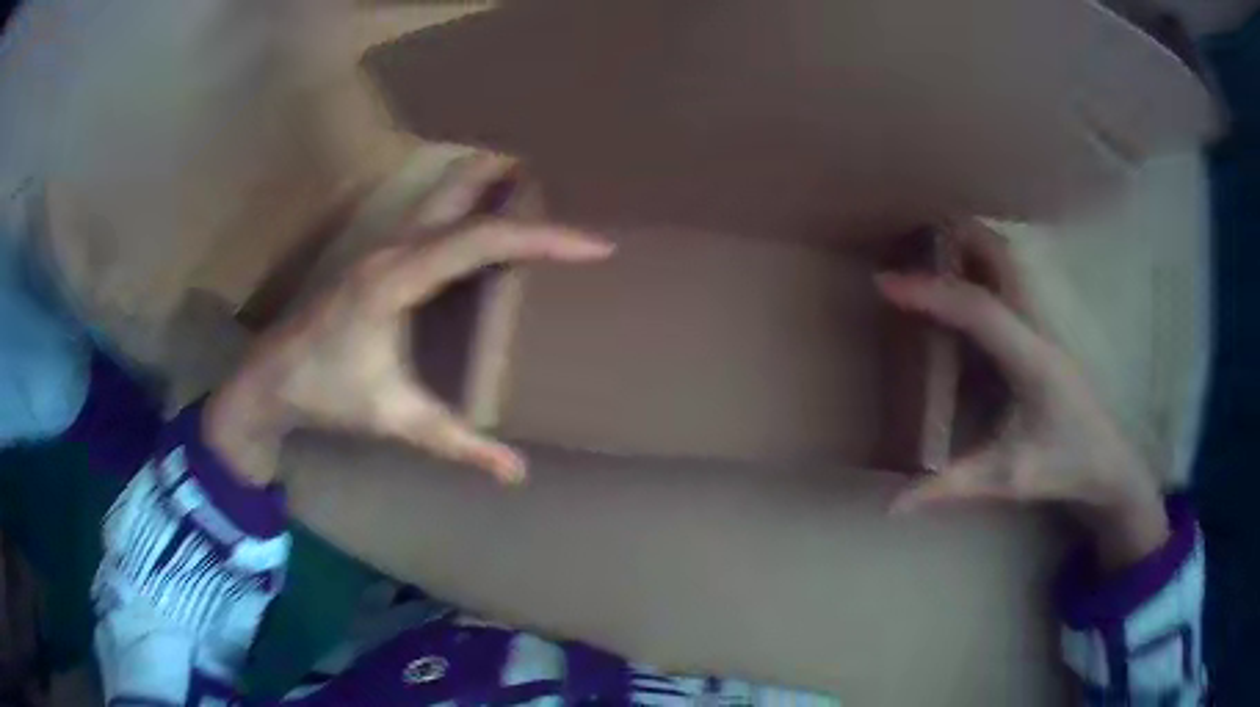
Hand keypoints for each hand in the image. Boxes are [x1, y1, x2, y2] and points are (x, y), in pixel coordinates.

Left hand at [206, 154, 613, 486]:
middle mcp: (392, 248)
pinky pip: (433, 214)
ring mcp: (382, 245)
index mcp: (397, 279)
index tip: (595, 245)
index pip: (481, 241)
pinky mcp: (378, 254)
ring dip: (487, 186)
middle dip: (511, 181)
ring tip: (533, 190)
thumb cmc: (326, 394)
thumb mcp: (394, 418)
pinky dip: (466, 205)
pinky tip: (482, 220)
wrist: (270, 380)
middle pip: (460, 191)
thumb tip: (515, 474)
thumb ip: (456, 443)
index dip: (543, 239)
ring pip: (444, 194)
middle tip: (564, 183)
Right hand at [877, 222, 1167, 569]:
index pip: (979, 309)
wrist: (1109, 462)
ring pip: (1012, 260)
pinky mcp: (1045, 329)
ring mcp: (1047, 323)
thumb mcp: (1008, 479)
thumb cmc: (1064, 466)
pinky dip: (986, 263)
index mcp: (1031, 359)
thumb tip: (891, 506)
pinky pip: (1014, 278)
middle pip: (1004, 257)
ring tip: (932, 247)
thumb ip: (951, 488)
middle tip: (912, 238)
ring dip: (973, 244)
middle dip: (959, 237)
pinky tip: (966, 278)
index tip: (886, 283)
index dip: (931, 292)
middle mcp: (1041, 327)